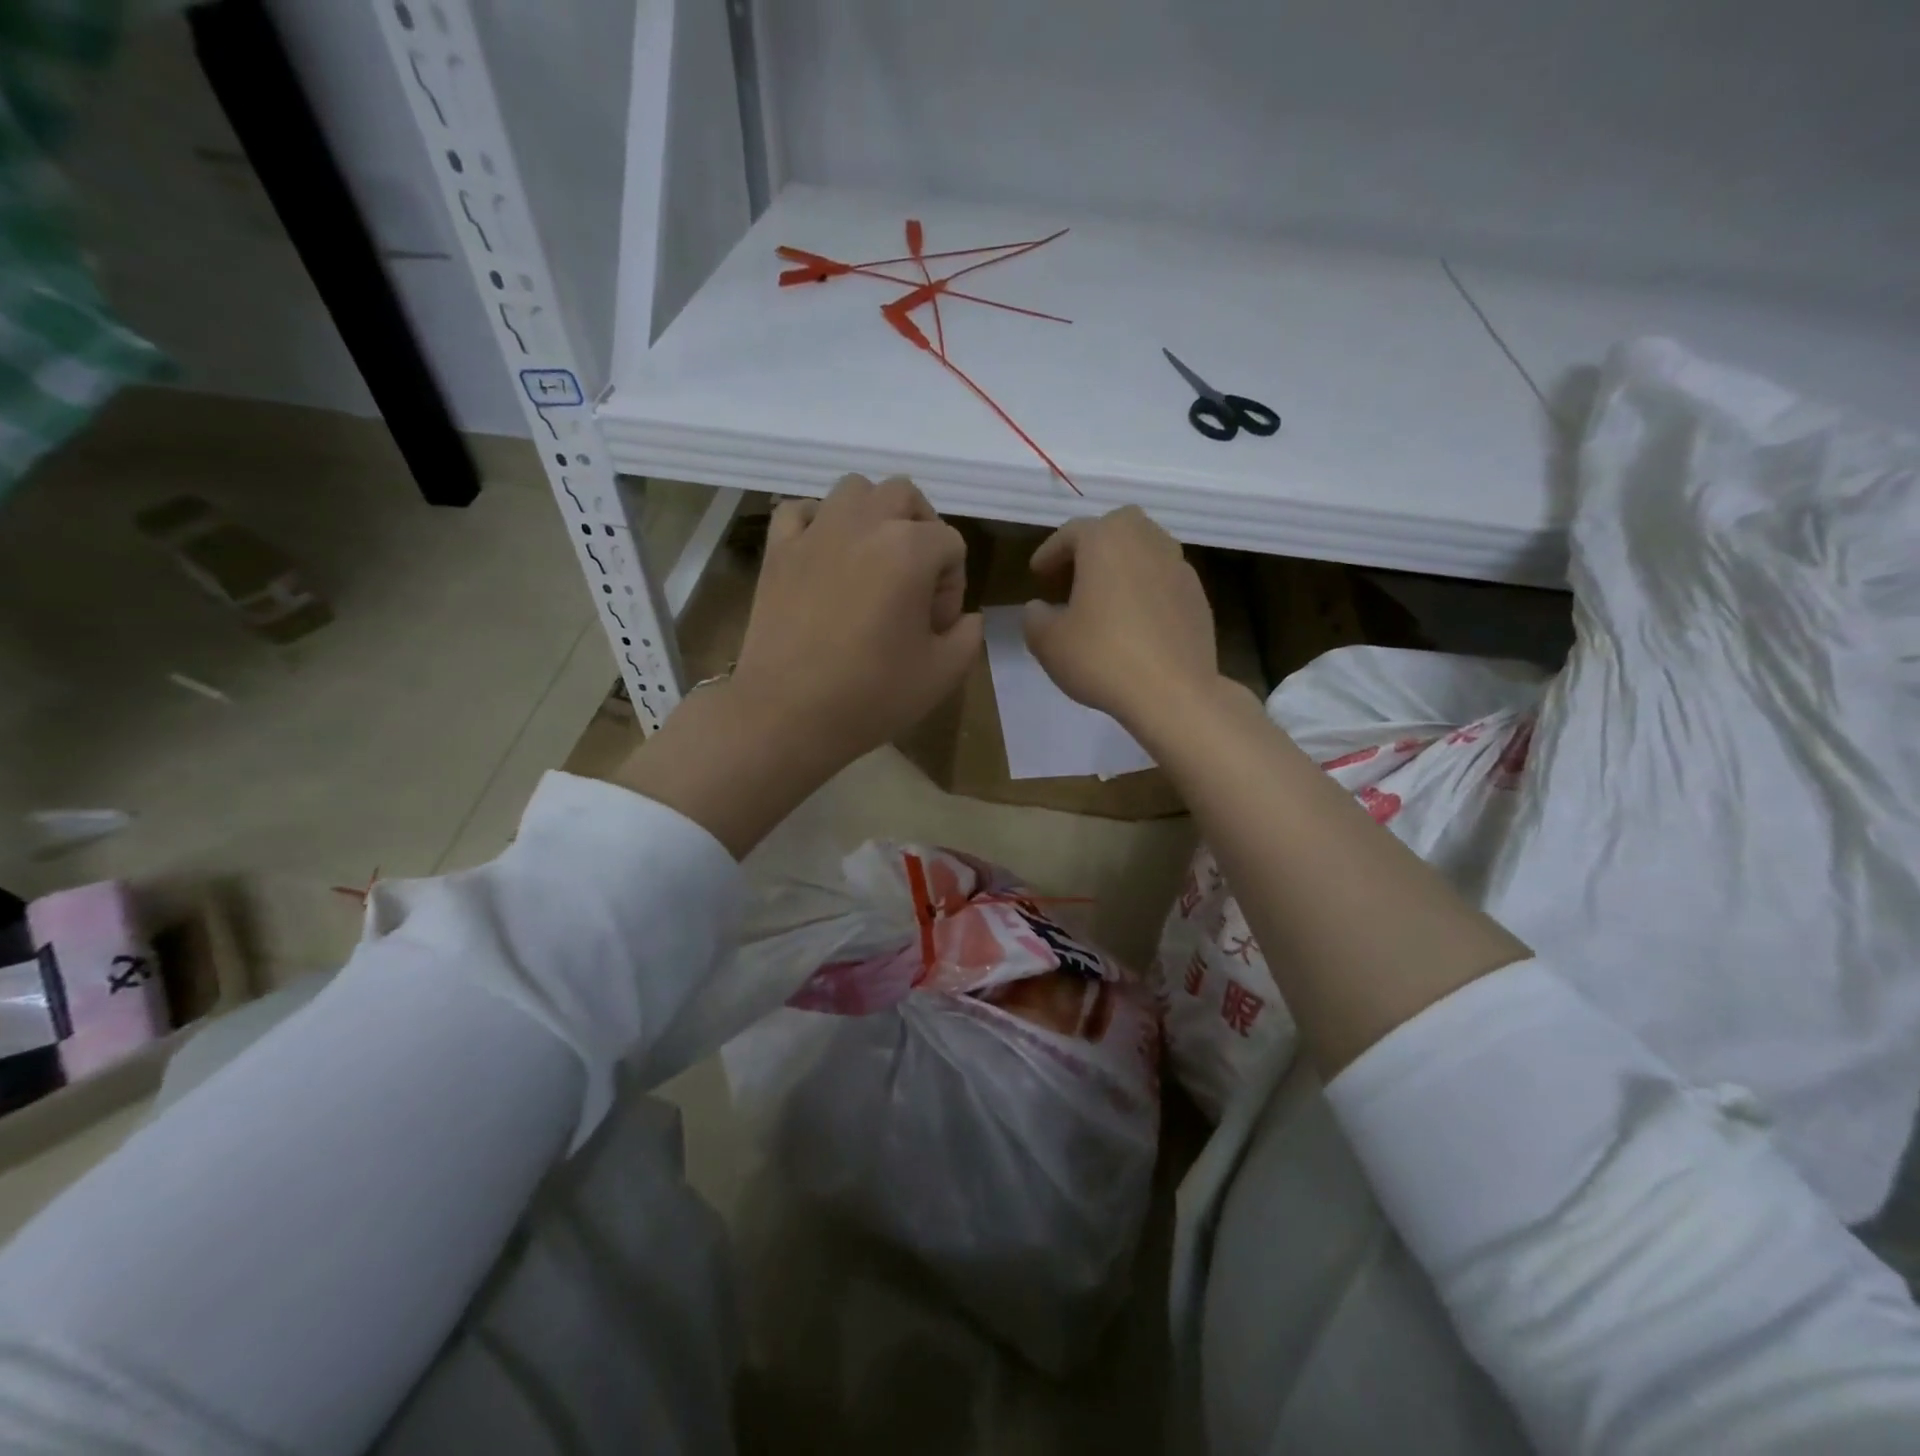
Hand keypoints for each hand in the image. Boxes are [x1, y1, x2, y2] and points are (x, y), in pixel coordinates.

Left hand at [617, 475, 979, 857]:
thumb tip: (965, 617)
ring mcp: (815, 532)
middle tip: (915, 580)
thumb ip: (969, 635)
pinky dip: (819, 522)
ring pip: (854, 489)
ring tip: (873, 560)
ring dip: (874, 515)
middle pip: (905, 496)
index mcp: (910, 549)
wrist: (787, 715)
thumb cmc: (871, 696)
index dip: (952, 585)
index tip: (934, 628)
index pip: (951, 544)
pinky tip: (825, 555)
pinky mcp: (778, 550)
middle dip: (921, 530)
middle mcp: (864, 523)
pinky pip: (801, 510)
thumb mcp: (943, 674)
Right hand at [1023, 506, 1218, 736]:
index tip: (1037, 574)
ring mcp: (1179, 568)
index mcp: (1106, 541)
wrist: (1173, 692)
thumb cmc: (1102, 658)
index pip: (1071, 533)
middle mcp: (1146, 542)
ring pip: (1147, 549)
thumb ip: (1035, 618)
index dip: (1050, 553)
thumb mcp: (1048, 642)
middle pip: (1117, 527)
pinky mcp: (1198, 597)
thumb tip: (1038, 608)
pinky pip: (1164, 579)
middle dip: (1094, 544)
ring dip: (1123, 564)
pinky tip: (1135, 620)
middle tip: (1075, 574)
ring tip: (1105, 596)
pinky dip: (1146, 588)